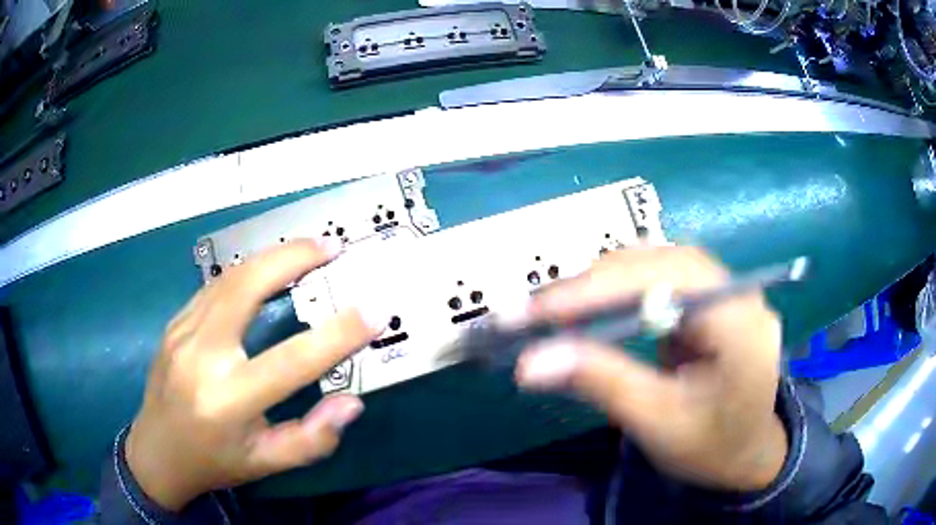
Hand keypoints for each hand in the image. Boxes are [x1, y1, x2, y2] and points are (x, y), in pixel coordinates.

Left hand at [126, 240, 383, 509]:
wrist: (156, 452)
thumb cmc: (214, 462)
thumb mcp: (266, 464)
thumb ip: (312, 440)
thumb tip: (351, 403)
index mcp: (228, 402)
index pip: (290, 362)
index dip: (336, 336)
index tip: (373, 311)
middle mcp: (201, 358)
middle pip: (245, 290)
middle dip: (292, 259)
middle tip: (331, 246)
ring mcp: (182, 333)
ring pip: (228, 279)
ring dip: (270, 257)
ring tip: (307, 248)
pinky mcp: (175, 323)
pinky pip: (214, 288)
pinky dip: (247, 273)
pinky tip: (266, 271)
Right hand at [514, 246, 787, 490]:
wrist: (747, 454)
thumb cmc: (712, 447)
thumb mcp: (658, 422)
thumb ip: (601, 383)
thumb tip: (529, 362)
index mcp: (741, 322)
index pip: (668, 280)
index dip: (600, 289)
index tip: (538, 311)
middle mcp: (739, 291)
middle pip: (663, 261)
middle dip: (598, 282)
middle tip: (539, 310)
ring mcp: (727, 291)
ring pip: (660, 262)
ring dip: (606, 281)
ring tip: (558, 307)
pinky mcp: (710, 299)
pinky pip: (662, 278)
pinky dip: (622, 289)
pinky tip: (595, 305)